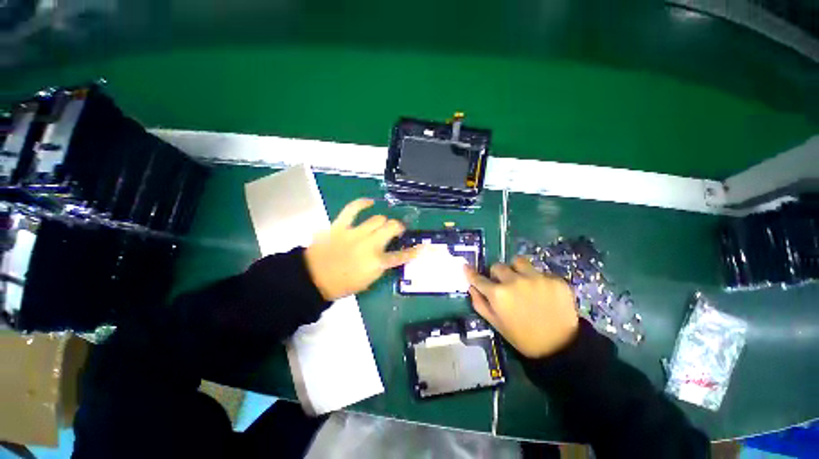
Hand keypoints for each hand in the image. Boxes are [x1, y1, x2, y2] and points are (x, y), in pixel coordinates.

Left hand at [305, 198, 420, 300]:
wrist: (312, 278)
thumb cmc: (341, 284)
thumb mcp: (367, 281)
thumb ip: (380, 267)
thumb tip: (386, 256)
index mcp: (377, 263)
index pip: (401, 256)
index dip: (414, 251)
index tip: (422, 247)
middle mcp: (370, 245)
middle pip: (392, 227)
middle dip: (398, 227)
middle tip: (397, 231)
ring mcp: (356, 233)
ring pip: (377, 219)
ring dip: (382, 221)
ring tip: (381, 224)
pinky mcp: (341, 226)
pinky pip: (353, 209)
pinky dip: (362, 203)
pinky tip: (369, 202)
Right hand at [465, 257, 578, 358]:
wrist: (560, 347)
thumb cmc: (523, 337)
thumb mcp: (496, 324)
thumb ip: (480, 304)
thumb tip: (471, 287)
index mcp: (498, 294)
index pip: (478, 278)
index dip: (471, 272)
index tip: (466, 266)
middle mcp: (515, 281)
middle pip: (498, 266)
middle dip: (497, 274)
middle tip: (503, 284)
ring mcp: (536, 278)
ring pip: (518, 261)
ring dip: (516, 269)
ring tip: (523, 281)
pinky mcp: (555, 279)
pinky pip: (540, 271)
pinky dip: (537, 279)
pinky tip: (543, 293)